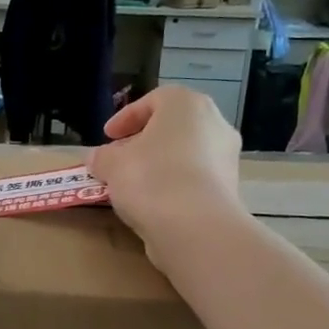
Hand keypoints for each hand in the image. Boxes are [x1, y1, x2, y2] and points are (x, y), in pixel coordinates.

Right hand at [88, 87, 241, 242]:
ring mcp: (227, 159)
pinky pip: (194, 180)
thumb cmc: (151, 178)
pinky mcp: (229, 191)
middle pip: (172, 128)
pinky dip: (173, 187)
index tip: (107, 137)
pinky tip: (152, 204)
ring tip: (131, 185)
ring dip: (158, 166)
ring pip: (184, 155)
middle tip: (119, 159)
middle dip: (143, 142)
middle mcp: (215, 125)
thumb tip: (98, 159)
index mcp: (187, 105)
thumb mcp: (112, 164)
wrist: (196, 228)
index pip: (154, 100)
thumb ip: (102, 157)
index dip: (125, 118)